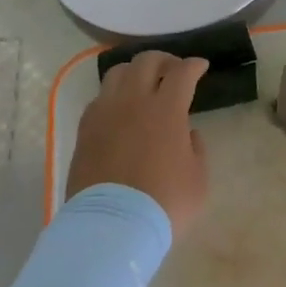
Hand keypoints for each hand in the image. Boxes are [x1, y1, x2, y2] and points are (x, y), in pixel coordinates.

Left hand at [67, 52, 209, 235]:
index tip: (201, 66)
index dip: (194, 65)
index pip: (182, 72)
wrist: (112, 226)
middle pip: (146, 61)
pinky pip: (99, 99)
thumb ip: (195, 148)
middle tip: (173, 69)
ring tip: (143, 84)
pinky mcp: (84, 129)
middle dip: (164, 59)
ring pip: (117, 73)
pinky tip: (120, 110)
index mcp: (166, 109)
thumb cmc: (164, 203)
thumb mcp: (198, 178)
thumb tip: (187, 133)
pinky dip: (114, 96)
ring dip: (135, 72)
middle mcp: (133, 101)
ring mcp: (104, 113)